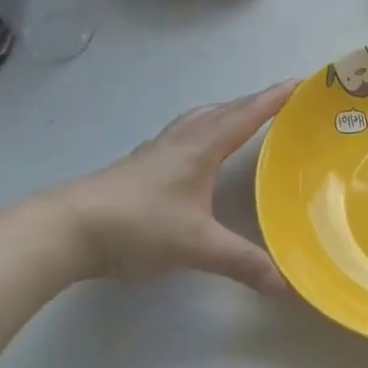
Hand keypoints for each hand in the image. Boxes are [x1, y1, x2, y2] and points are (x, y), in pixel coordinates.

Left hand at [33, 80, 297, 294]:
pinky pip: (180, 137)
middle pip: (222, 111)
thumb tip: (285, 284)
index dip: (274, 99)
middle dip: (252, 103)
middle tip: (279, 103)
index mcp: (200, 148)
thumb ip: (243, 263)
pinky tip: (197, 155)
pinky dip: (200, 133)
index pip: (246, 116)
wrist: (67, 229)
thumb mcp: (197, 246)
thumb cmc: (139, 225)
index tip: (300, 82)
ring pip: (197, 121)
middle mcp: (180, 142)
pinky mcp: (137, 168)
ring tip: (241, 120)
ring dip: (223, 115)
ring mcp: (155, 153)